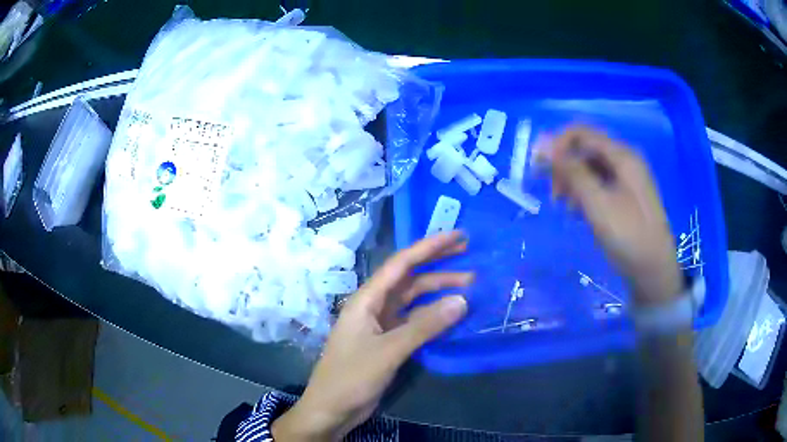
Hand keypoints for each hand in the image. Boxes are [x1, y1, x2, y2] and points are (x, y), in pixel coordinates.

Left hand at [272, 231, 471, 440]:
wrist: (331, 409)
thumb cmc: (351, 377)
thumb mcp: (388, 351)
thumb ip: (424, 326)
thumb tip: (462, 300)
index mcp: (366, 299)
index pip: (401, 264)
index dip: (430, 247)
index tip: (457, 236)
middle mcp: (374, 306)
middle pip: (409, 278)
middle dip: (438, 264)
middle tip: (469, 254)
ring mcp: (381, 325)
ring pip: (414, 300)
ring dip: (439, 291)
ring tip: (470, 286)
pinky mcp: (388, 342)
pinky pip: (414, 321)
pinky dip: (433, 315)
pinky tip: (451, 314)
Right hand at [537, 125, 682, 304]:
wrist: (654, 270)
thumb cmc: (628, 236)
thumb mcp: (597, 203)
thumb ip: (571, 171)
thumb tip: (541, 143)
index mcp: (622, 155)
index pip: (581, 132)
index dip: (556, 144)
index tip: (539, 169)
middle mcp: (625, 160)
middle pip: (586, 149)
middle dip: (565, 166)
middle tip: (554, 196)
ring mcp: (627, 178)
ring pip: (591, 167)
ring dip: (573, 181)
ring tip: (566, 207)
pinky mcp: (626, 195)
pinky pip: (600, 183)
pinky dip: (585, 193)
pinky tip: (579, 212)